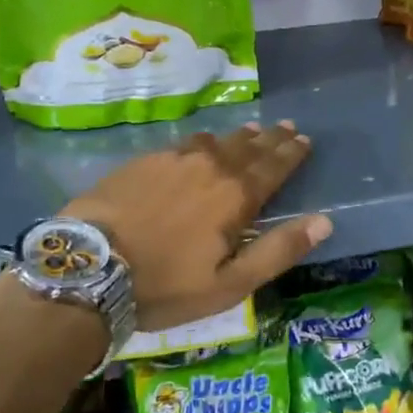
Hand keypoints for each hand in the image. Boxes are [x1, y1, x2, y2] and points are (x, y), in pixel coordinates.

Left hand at [61, 121, 330, 331]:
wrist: (88, 267)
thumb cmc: (165, 285)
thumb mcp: (230, 284)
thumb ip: (278, 251)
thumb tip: (324, 221)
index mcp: (236, 196)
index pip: (274, 166)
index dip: (292, 153)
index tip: (305, 139)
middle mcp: (211, 166)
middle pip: (249, 147)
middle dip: (271, 138)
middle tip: (286, 126)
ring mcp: (174, 159)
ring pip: (217, 140)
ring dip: (239, 137)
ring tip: (252, 131)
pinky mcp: (143, 161)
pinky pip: (184, 143)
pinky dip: (203, 141)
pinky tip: (201, 143)